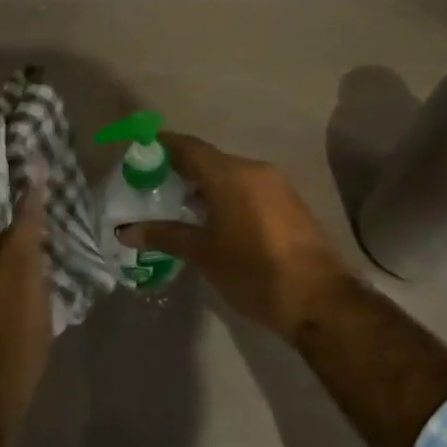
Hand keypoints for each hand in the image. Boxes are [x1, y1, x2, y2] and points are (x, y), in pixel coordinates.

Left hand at [0, 176, 50, 433]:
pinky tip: (31, 239)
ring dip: (8, 210)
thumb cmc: (6, 331)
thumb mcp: (26, 271)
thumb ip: (28, 219)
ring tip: (45, 200)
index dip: (2, 158)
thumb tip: (34, 170)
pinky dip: (4, 235)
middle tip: (47, 172)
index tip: (32, 143)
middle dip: (9, 182)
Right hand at [117, 133, 346, 340]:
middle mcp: (254, 169)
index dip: (161, 146)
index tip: (137, 154)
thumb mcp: (205, 255)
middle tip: (151, 187)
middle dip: (180, 169)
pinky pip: (248, 186)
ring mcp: (276, 184)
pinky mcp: (289, 201)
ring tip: (177, 206)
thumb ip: (166, 236)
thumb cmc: (255, 273)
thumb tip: (126, 231)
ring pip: (230, 173)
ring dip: (204, 184)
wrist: (320, 300)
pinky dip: (226, 194)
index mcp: (231, 174)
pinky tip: (212, 218)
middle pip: (209, 159)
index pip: (188, 147)